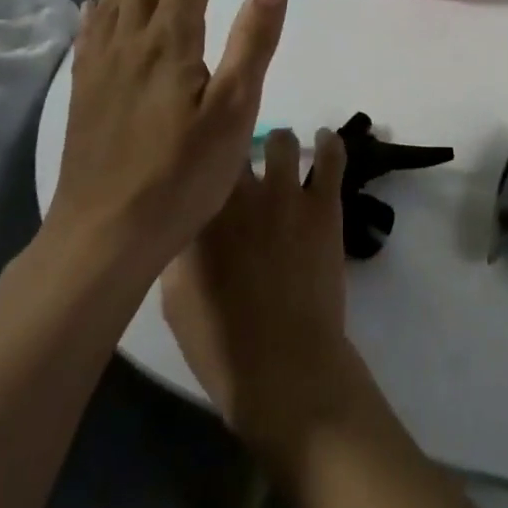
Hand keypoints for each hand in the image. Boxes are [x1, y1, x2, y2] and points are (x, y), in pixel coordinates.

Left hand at [45, 0, 288, 273]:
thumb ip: (252, 42)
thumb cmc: (180, 175)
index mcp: (170, 44)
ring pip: (109, 1)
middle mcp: (131, 44)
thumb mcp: (233, 110)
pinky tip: (91, 6)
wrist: (103, 236)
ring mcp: (101, 70)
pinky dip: (93, 10)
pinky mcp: (83, 95)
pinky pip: (88, 36)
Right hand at [162, 127, 365, 457]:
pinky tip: (325, 140)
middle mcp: (239, 194)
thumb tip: (185, 219)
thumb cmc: (222, 346)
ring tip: (280, 153)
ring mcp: (284, 194)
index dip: (199, 156)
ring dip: (278, 144)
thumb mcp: (176, 301)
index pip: (195, 162)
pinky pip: (331, 156)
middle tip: (237, 156)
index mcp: (198, 217)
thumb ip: (179, 249)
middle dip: (233, 146)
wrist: (284, 367)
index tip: (201, 157)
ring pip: (281, 140)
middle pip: (234, 144)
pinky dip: (329, 143)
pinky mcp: (323, 204)